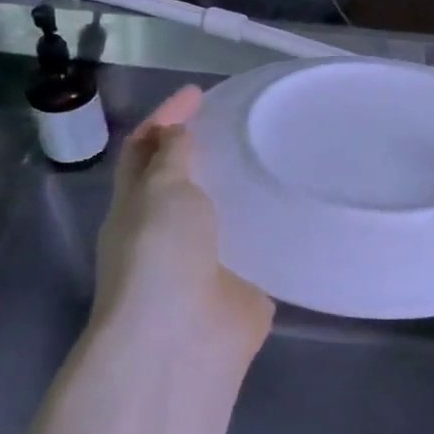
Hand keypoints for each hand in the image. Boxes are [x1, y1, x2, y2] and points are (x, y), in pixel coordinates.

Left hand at [92, 87, 273, 372]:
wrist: (181, 341)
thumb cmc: (161, 256)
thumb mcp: (161, 191)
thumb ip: (172, 158)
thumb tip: (177, 134)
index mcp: (136, 207)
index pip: (145, 150)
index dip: (167, 118)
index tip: (200, 92)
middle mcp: (166, 233)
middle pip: (182, 182)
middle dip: (206, 152)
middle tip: (246, 122)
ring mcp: (204, 263)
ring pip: (222, 215)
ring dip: (240, 190)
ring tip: (278, 156)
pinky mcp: (240, 288)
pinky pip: (257, 249)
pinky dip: (271, 229)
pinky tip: (298, 207)